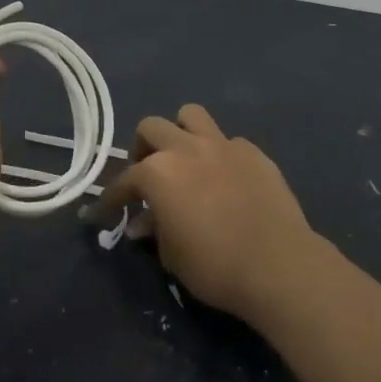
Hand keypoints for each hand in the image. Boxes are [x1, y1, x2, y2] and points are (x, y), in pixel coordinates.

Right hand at [92, 104, 320, 321]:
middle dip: (143, 149)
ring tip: (184, 159)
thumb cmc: (214, 266)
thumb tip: (143, 222)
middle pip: (152, 128)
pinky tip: (226, 178)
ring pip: (191, 115)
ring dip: (181, 133)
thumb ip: (154, 230)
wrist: (277, 264)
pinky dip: (220, 154)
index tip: (103, 212)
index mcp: (158, 172)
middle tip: (147, 175)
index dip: (111, 198)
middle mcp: (186, 148)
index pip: (124, 180)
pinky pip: (228, 141)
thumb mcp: (172, 255)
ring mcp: (223, 144)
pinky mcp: (254, 152)